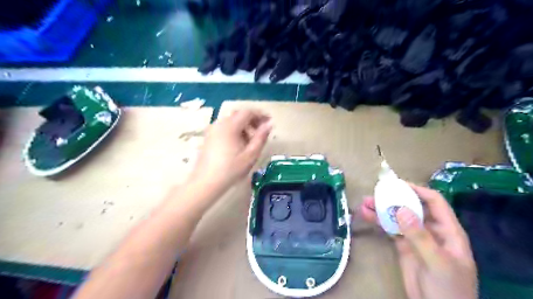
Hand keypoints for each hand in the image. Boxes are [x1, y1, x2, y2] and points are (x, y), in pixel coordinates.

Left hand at [189, 108, 270, 190]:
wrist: (206, 183)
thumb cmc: (231, 170)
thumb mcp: (250, 155)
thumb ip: (261, 138)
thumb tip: (269, 125)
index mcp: (230, 126)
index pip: (247, 112)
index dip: (260, 114)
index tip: (270, 121)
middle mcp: (220, 124)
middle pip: (239, 115)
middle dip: (252, 120)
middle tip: (262, 131)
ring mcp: (212, 130)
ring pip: (231, 121)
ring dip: (244, 126)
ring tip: (252, 140)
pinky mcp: (209, 137)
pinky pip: (224, 128)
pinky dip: (235, 130)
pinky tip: (239, 144)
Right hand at [358, 183, 478, 298]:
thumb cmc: (448, 289)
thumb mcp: (437, 262)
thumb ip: (420, 236)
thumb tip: (401, 209)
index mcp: (447, 231)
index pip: (434, 202)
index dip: (417, 190)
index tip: (397, 185)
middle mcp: (431, 230)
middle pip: (412, 207)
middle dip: (394, 198)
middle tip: (375, 193)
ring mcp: (416, 238)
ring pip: (398, 217)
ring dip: (382, 209)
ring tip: (365, 203)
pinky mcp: (403, 246)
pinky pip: (390, 229)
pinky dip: (379, 221)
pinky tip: (367, 215)